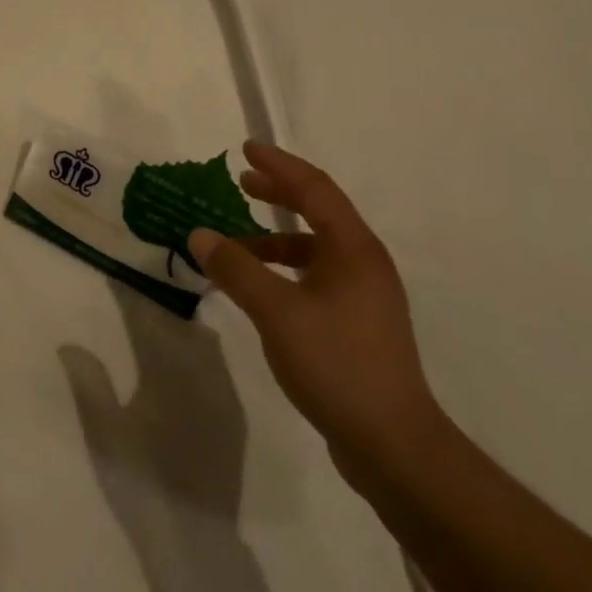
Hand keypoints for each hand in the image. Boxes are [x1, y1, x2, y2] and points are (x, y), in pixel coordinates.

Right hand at [187, 141, 439, 492]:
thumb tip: (200, 235)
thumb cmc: (336, 364)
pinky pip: (316, 278)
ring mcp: (364, 296)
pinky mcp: (358, 324)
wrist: (391, 441)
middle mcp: (364, 263)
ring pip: (316, 250)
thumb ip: (236, 270)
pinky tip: (261, 290)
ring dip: (277, 239)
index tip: (246, 150)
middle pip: (320, 212)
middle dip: (280, 194)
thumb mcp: (276, 312)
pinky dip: (285, 271)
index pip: (314, 190)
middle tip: (242, 182)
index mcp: (353, 249)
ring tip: (237, 245)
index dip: (279, 166)